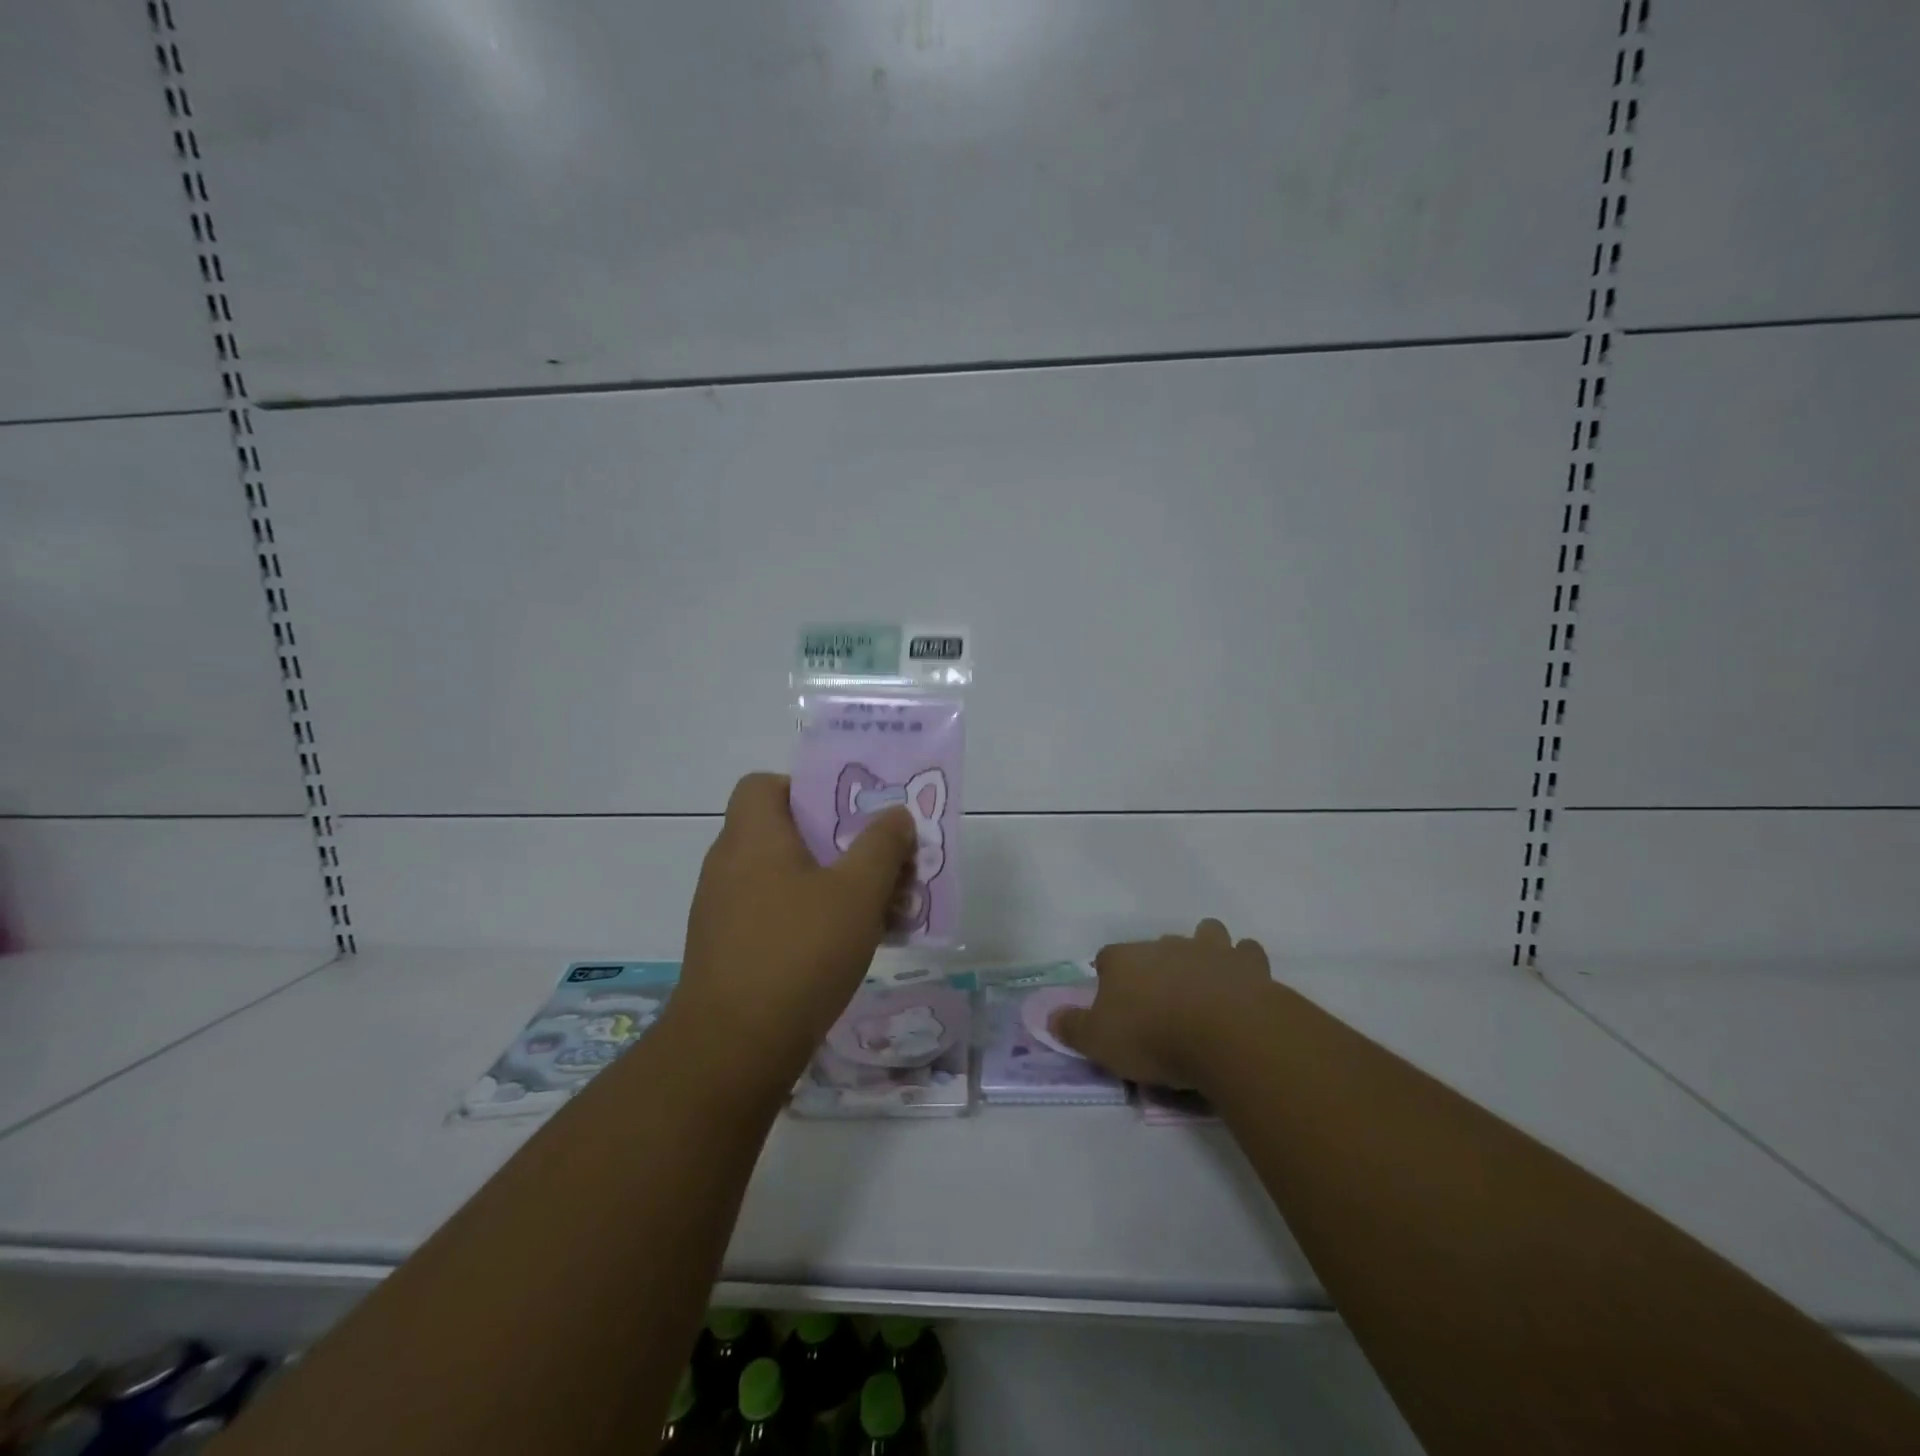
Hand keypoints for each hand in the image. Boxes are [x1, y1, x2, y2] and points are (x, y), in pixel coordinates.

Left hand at [671, 772, 915, 1080]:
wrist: (733, 1049)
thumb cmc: (798, 952)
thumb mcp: (857, 893)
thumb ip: (882, 846)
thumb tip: (896, 815)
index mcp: (752, 837)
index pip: (764, 784)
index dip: (806, 788)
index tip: (847, 814)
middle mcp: (730, 866)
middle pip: (784, 833)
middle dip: (838, 843)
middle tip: (880, 861)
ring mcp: (724, 912)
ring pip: (785, 878)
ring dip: (830, 885)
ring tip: (877, 908)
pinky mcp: (728, 952)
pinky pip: (775, 916)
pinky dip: (809, 920)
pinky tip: (846, 948)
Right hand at [1051, 919, 1269, 1089]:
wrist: (1225, 1033)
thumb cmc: (1153, 1037)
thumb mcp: (1099, 1042)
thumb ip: (1073, 1028)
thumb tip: (1049, 1017)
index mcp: (1125, 959)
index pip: (1107, 957)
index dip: (1108, 976)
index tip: (1113, 1002)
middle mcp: (1165, 945)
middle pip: (1156, 945)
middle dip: (1158, 964)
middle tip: (1161, 999)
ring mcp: (1209, 950)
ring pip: (1206, 933)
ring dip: (1206, 949)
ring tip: (1206, 980)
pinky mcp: (1248, 964)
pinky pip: (1246, 953)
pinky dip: (1244, 965)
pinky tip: (1243, 985)